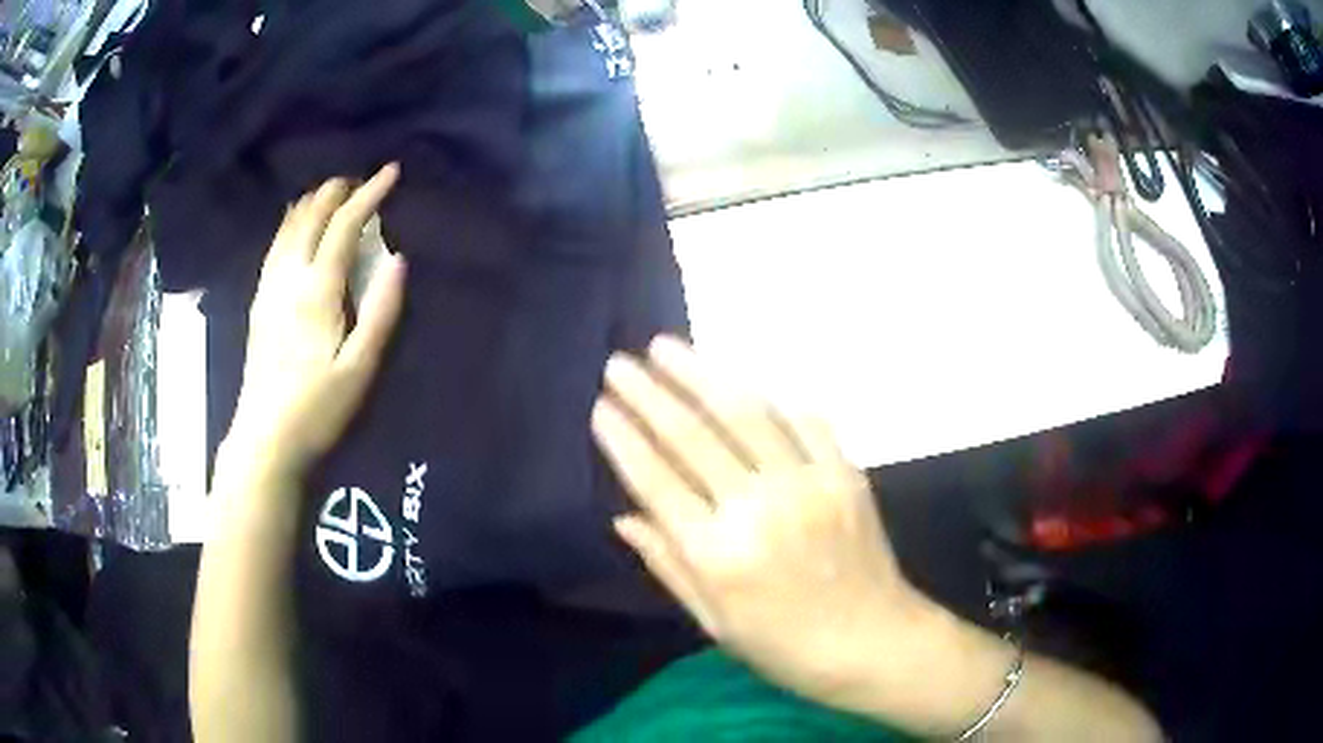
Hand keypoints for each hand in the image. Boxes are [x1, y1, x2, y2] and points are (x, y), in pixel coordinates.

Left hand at [222, 164, 406, 483]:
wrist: (265, 438)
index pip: (344, 225)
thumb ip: (382, 311)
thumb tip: (398, 258)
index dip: (369, 193)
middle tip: (362, 179)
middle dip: (338, 190)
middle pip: (312, 216)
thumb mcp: (360, 368)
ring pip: (288, 226)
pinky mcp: (258, 302)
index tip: (391, 171)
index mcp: (317, 290)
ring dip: (313, 201)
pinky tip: (293, 222)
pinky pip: (274, 245)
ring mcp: (268, 288)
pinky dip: (289, 222)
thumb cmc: (317, 409)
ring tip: (333, 191)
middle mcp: (288, 278)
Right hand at [593, 337, 936, 704]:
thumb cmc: (784, 647)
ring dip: (700, 374)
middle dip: (648, 394)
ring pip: (744, 412)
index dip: (623, 438)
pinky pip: (804, 420)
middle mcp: (758, 509)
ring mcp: (806, 483)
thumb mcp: (713, 622)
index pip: (656, 480)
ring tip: (665, 347)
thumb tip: (623, 518)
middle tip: (619, 364)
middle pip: (691, 435)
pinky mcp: (844, 472)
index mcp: (718, 555)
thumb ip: (668, 565)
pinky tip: (744, 380)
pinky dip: (772, 397)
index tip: (601, 406)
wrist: (874, 642)